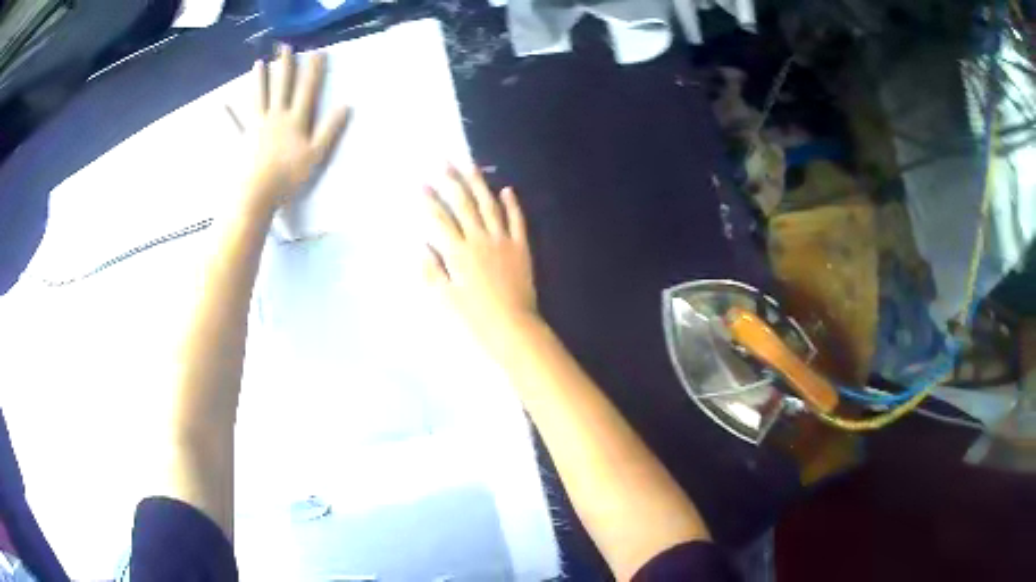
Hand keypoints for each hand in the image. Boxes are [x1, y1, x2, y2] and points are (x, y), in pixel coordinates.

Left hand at [243, 44, 348, 211]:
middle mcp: (276, 116)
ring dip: (259, 79)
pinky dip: (229, 114)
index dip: (313, 71)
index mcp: (295, 120)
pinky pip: (234, 124)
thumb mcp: (315, 155)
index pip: (307, 90)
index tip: (317, 52)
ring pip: (259, 97)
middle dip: (285, 66)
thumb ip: (329, 129)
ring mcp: (256, 126)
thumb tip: (345, 105)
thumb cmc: (288, 177)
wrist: (256, 193)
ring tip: (258, 63)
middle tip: (285, 48)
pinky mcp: (242, 139)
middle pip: (281, 87)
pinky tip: (224, 105)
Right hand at [424, 167, 537, 345]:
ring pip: (489, 205)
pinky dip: (512, 204)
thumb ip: (431, 270)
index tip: (420, 183)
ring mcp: (503, 240)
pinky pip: (517, 221)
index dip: (429, 200)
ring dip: (478, 184)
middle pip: (463, 204)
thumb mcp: (444, 298)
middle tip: (443, 161)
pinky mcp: (521, 247)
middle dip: (451, 181)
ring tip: (469, 165)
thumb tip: (422, 244)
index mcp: (458, 252)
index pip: (439, 219)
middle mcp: (479, 239)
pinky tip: (507, 189)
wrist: (513, 327)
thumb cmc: (474, 318)